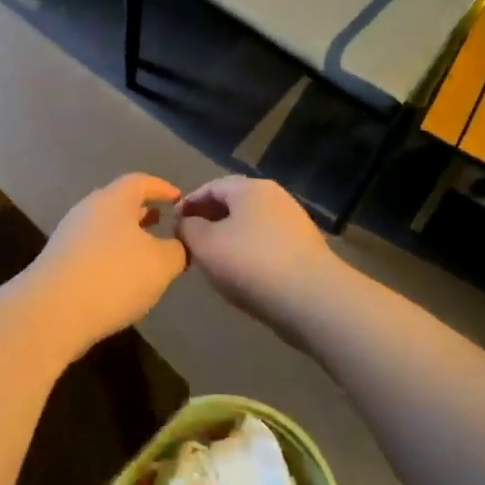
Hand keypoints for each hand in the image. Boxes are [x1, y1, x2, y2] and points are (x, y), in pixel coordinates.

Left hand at [26, 174, 188, 346]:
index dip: (162, 188)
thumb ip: (178, 249)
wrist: (52, 312)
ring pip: (104, 228)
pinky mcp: (58, 261)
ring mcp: (68, 235)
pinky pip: (91, 249)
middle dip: (142, 213)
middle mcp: (88, 210)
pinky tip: (120, 278)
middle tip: (163, 223)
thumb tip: (179, 244)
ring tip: (145, 253)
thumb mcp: (162, 264)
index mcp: (113, 200)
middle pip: (119, 203)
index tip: (179, 200)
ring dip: (126, 236)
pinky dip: (110, 256)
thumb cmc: (115, 276)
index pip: (141, 182)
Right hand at [175, 176, 340, 325]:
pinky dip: (248, 251)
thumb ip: (188, 228)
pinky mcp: (304, 248)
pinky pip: (266, 242)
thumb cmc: (250, 263)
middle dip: (209, 219)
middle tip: (190, 241)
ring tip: (212, 259)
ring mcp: (293, 222)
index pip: (212, 186)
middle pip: (234, 203)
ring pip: (251, 224)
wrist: (311, 298)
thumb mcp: (205, 244)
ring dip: (228, 236)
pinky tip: (240, 272)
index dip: (189, 203)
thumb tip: (186, 222)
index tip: (172, 223)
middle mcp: (275, 197)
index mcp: (251, 188)